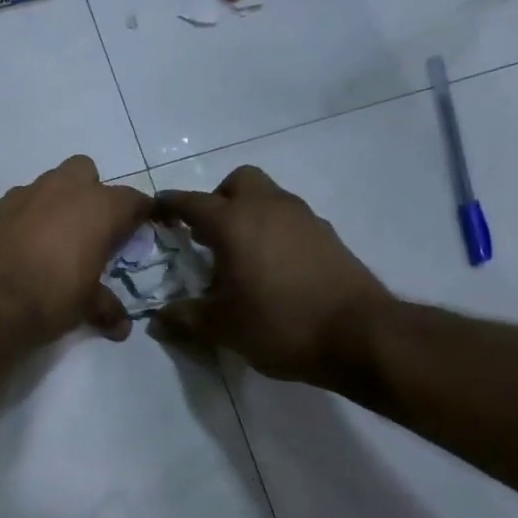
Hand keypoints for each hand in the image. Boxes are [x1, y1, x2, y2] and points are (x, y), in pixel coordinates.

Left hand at [0, 155, 153, 344]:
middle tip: (88, 229)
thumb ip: (105, 308)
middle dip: (89, 193)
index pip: (133, 200)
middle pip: (86, 172)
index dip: (138, 215)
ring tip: (52, 240)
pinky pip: (19, 204)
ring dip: (54, 204)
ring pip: (48, 185)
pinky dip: (25, 218)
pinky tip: (21, 247)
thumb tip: (121, 327)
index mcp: (99, 208)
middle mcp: (64, 190)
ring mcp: (25, 194)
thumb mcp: (85, 306)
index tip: (138, 229)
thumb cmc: (49, 296)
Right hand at [149, 166, 393, 385]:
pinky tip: (275, 269)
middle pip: (238, 182)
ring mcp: (303, 218)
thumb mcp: (223, 327)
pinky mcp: (328, 235)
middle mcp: (267, 208)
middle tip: (209, 235)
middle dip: (218, 199)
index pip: (190, 202)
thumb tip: (156, 322)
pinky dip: (275, 232)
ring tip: (241, 256)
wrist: (361, 335)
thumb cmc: (280, 324)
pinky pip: (290, 220)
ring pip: (268, 197)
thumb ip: (185, 319)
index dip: (169, 205)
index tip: (155, 211)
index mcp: (233, 223)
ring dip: (249, 215)